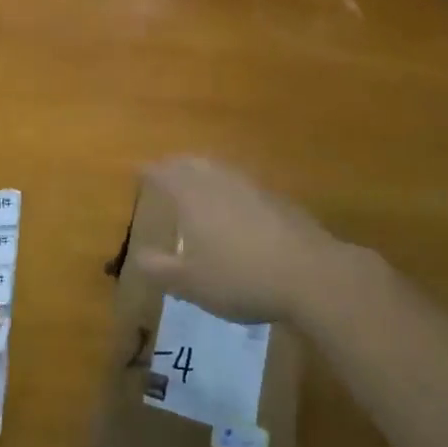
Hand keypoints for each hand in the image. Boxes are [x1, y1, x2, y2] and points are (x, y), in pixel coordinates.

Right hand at [129, 157, 345, 324]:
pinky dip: (228, 186)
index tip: (139, 170)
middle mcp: (218, 180)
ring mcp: (250, 186)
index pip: (164, 173)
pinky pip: (241, 183)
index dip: (149, 171)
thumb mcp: (191, 283)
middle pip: (191, 163)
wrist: (308, 273)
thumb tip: (139, 255)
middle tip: (165, 171)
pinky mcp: (275, 198)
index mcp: (192, 195)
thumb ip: (161, 268)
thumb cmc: (240, 277)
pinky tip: (233, 204)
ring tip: (195, 181)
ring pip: (219, 169)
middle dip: (175, 165)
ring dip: (203, 171)